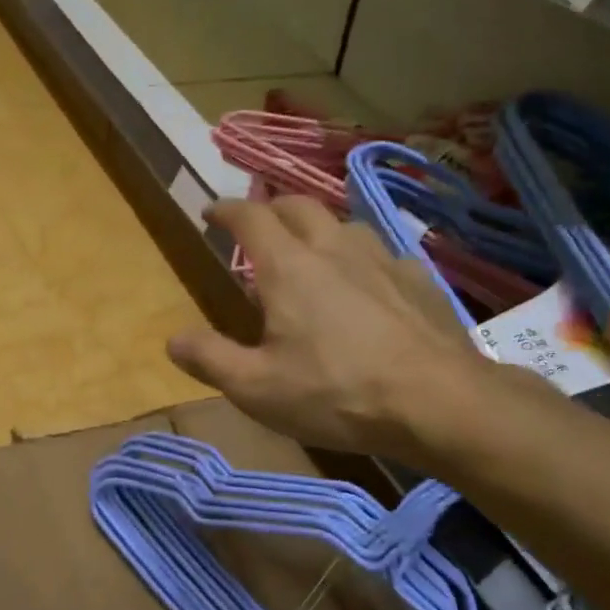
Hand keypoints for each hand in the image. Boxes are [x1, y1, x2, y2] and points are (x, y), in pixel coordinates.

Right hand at [168, 198, 559, 463]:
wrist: (436, 402)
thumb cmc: (336, 394)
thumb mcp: (257, 389)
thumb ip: (210, 359)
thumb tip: (172, 339)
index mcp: (289, 268)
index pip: (250, 217)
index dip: (226, 209)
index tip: (211, 212)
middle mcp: (335, 249)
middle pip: (299, 206)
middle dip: (272, 209)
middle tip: (259, 227)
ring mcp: (383, 260)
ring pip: (344, 225)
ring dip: (320, 230)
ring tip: (313, 253)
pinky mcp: (419, 280)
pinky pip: (383, 256)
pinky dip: (362, 261)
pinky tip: (369, 288)